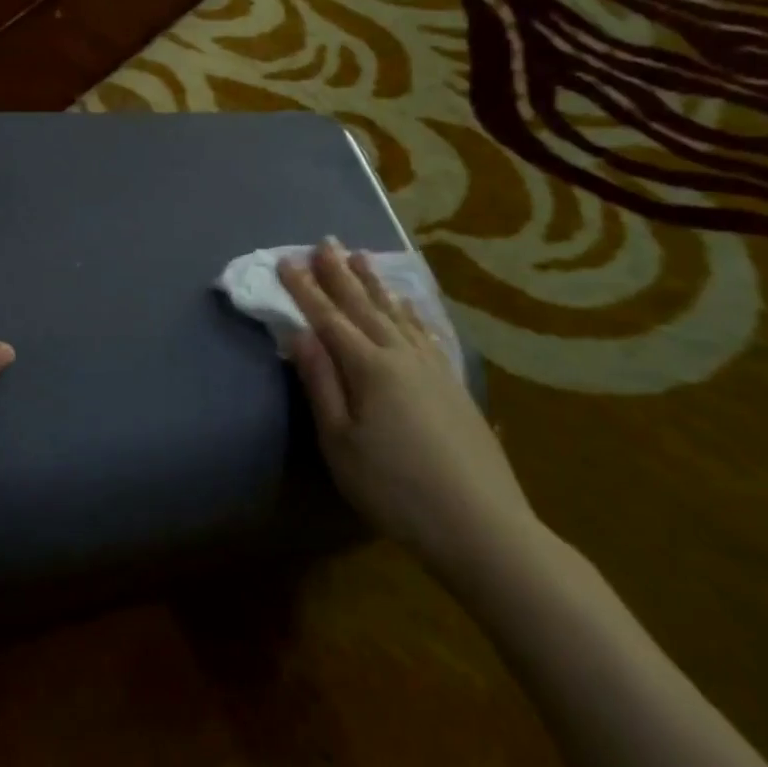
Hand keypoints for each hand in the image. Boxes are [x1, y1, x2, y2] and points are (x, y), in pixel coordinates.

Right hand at [278, 240, 532, 577]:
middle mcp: (402, 356)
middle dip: (340, 273)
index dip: (304, 289)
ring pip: (397, 313)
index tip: (285, 260)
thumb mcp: (341, 442)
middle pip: (364, 306)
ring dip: (375, 284)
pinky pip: (426, 332)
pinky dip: (411, 311)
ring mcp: (433, 368)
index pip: (328, 318)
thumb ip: (321, 384)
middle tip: (324, 241)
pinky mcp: (454, 385)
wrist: (482, 525)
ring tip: (361, 256)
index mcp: (370, 368)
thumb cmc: (395, 487)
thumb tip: (300, 335)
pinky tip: (408, 304)